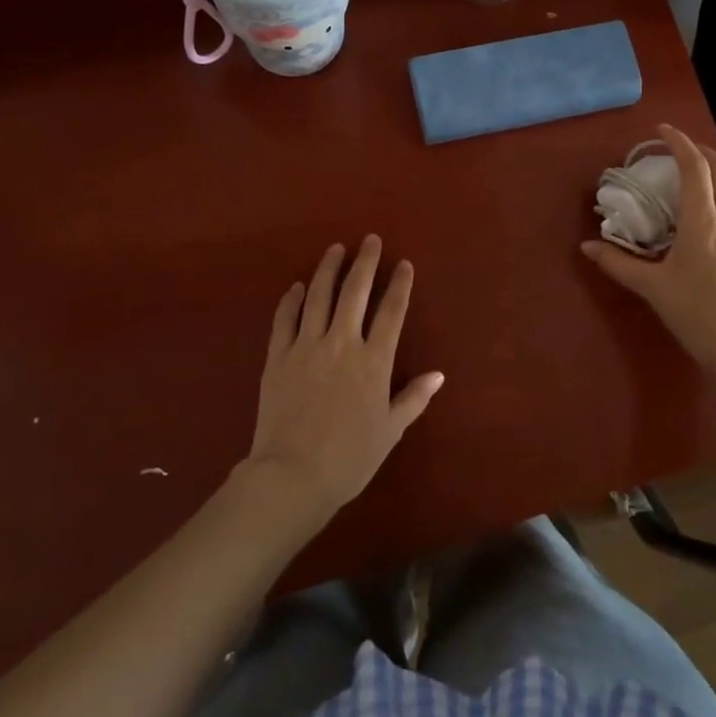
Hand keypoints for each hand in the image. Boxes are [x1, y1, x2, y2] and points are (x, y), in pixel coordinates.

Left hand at [243, 237, 442, 521]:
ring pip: (318, 296)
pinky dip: (292, 300)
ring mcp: (306, 347)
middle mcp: (342, 344)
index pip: (391, 312)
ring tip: (335, 249)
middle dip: (365, 263)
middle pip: (355, 293)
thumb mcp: (390, 431)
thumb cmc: (349, 459)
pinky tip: (297, 287)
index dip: (399, 285)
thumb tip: (438, 375)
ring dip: (328, 269)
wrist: (293, 476)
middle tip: (369, 240)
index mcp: (373, 361)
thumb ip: (413, 398)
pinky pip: (285, 319)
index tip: (403, 264)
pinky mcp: (277, 357)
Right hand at [582, 125, 715, 389]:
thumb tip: (587, 246)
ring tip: (696, 172)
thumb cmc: (696, 315)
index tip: (661, 130)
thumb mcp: (652, 288)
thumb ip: (618, 263)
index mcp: (704, 222)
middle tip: (677, 148)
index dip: (679, 143)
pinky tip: (713, 211)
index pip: (695, 168)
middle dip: (700, 151)